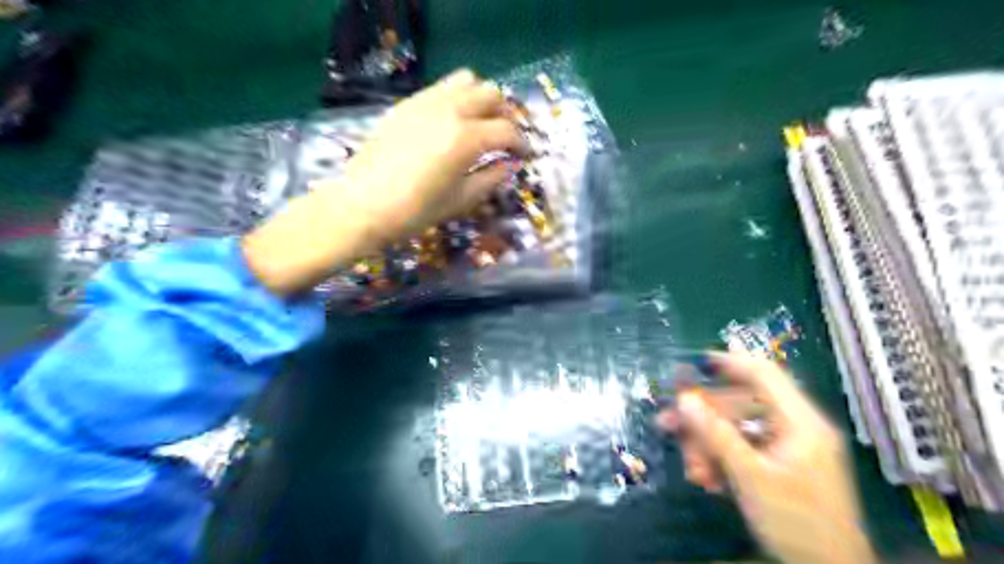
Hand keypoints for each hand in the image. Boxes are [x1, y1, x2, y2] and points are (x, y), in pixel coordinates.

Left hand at [241, 71, 528, 295]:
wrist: (361, 205)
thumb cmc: (414, 211)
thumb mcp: (460, 201)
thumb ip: (491, 178)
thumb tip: (510, 165)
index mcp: (466, 138)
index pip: (507, 130)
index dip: (521, 143)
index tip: (524, 155)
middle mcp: (449, 110)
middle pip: (491, 94)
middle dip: (504, 115)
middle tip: (502, 138)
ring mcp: (425, 102)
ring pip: (466, 80)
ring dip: (480, 99)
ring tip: (478, 124)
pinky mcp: (406, 104)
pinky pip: (440, 88)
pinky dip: (455, 99)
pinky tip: (449, 123)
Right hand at [656, 354, 876, 563]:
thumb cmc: (797, 523)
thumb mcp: (750, 477)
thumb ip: (716, 434)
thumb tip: (683, 400)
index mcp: (800, 422)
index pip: (763, 374)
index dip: (728, 362)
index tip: (693, 363)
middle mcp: (796, 428)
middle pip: (740, 405)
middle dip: (703, 417)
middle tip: (667, 425)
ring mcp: (789, 448)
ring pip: (737, 429)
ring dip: (708, 445)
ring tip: (693, 471)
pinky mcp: (781, 466)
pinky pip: (744, 449)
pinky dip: (722, 459)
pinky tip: (708, 479)